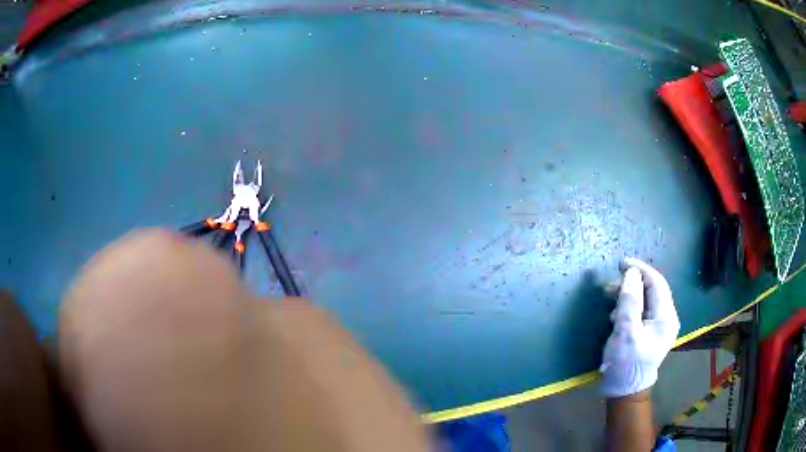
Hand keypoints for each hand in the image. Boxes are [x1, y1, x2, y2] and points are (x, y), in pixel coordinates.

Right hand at [600, 258, 679, 396]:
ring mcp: (661, 326)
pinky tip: (617, 314)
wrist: (626, 391)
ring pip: (647, 299)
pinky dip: (630, 306)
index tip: (621, 263)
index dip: (640, 269)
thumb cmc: (626, 362)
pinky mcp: (653, 332)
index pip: (657, 282)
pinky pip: (644, 310)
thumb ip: (630, 300)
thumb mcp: (626, 331)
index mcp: (666, 317)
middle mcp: (668, 318)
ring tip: (610, 299)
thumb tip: (631, 273)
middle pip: (653, 290)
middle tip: (610, 285)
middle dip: (632, 283)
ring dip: (629, 295)